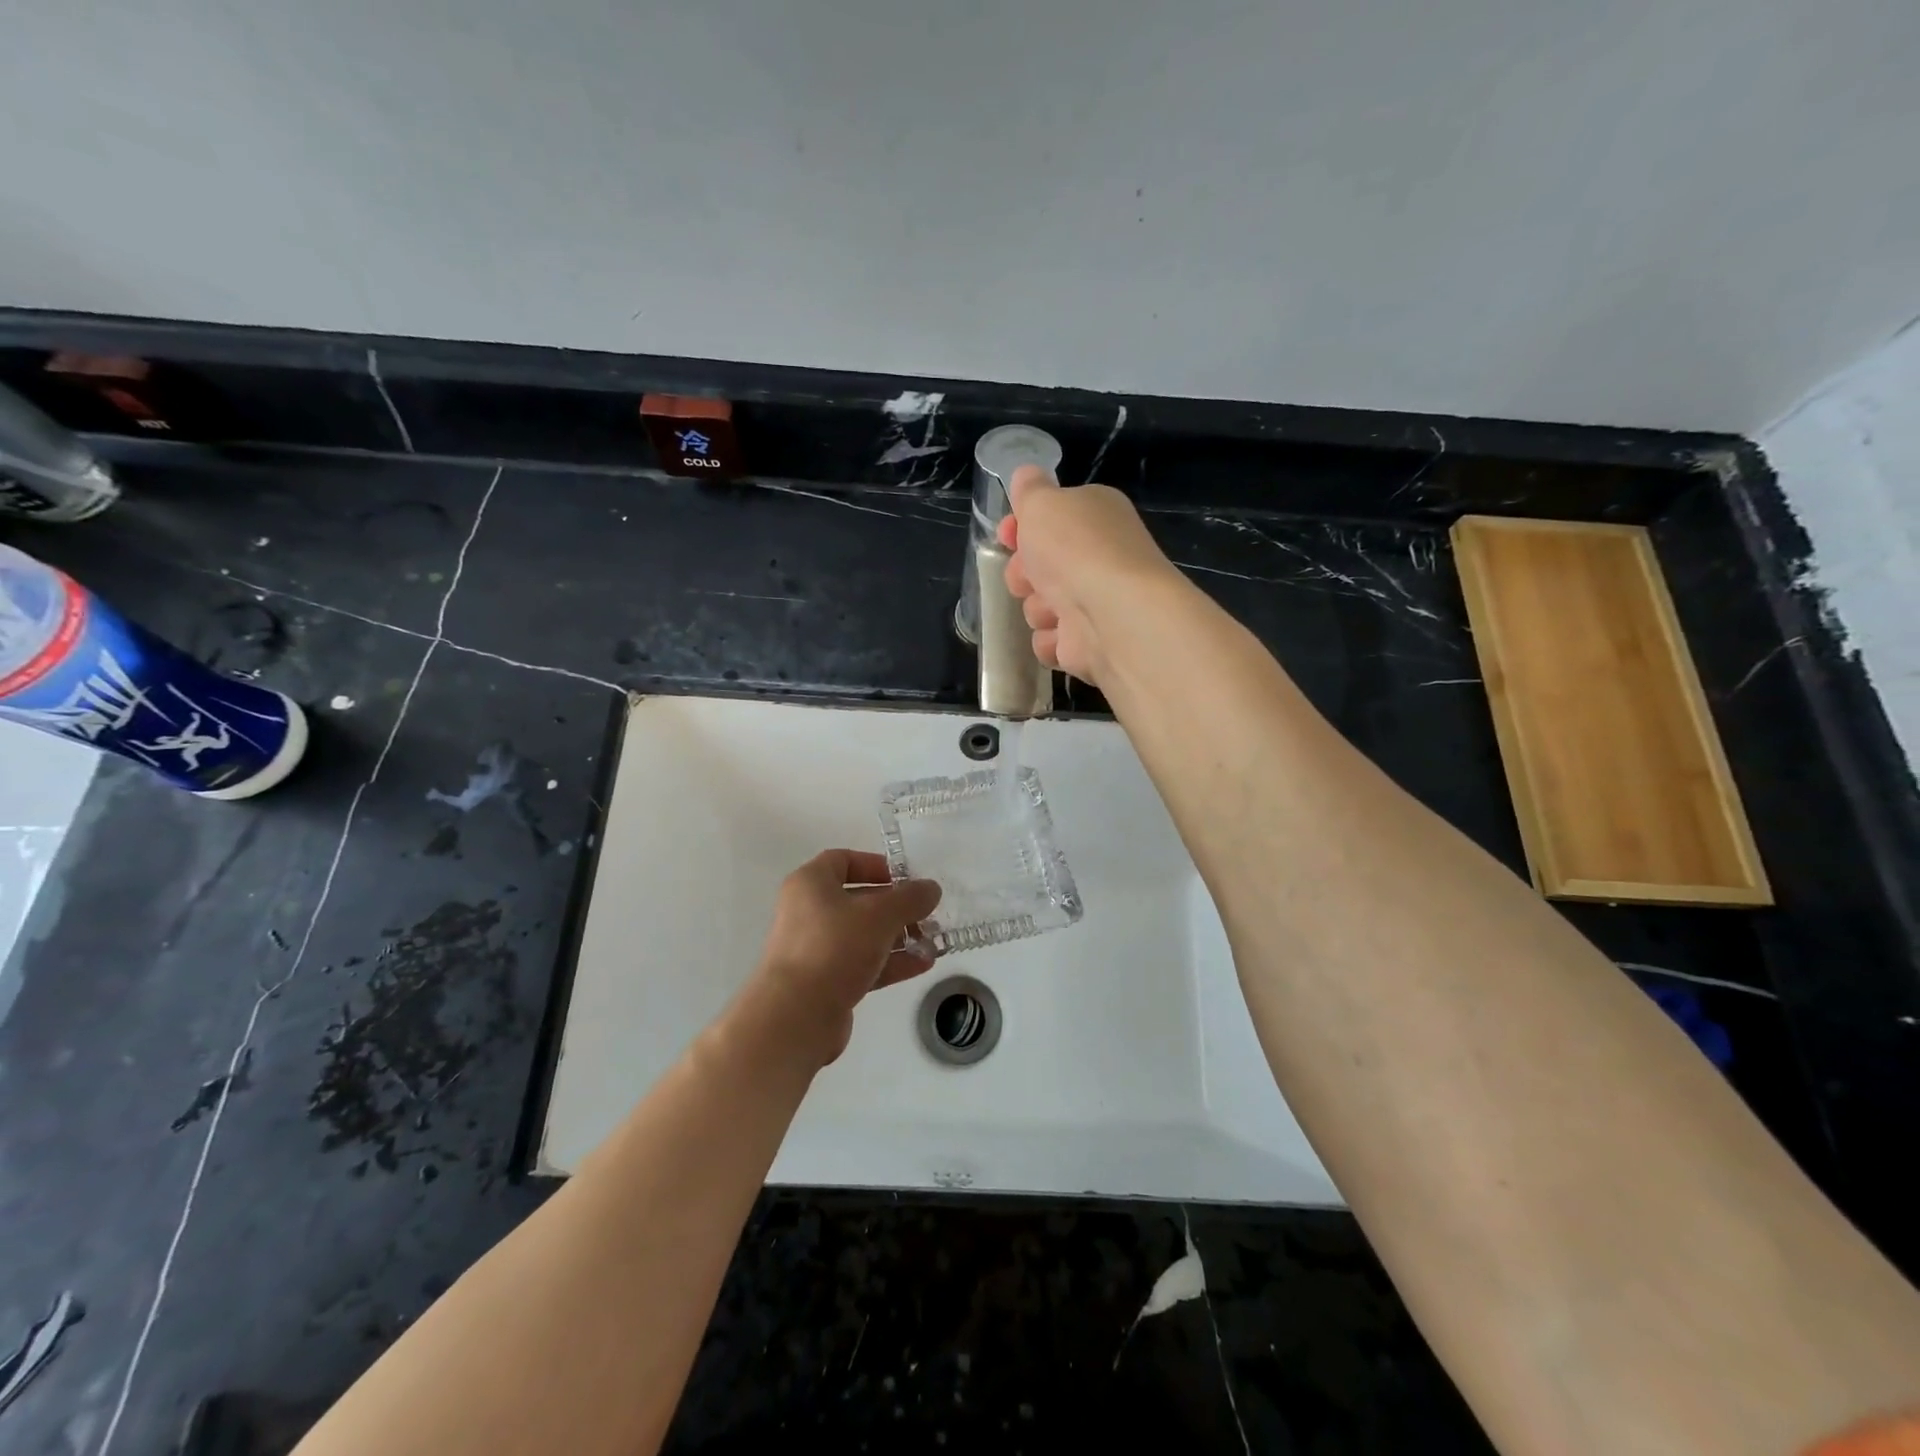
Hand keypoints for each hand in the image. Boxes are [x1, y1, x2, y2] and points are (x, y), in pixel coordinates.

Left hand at [746, 849, 941, 1065]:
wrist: (796, 1016)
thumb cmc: (834, 948)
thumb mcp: (880, 915)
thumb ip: (909, 898)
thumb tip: (931, 889)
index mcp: (810, 884)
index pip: (843, 860)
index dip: (875, 865)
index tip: (905, 878)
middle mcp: (808, 912)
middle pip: (857, 900)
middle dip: (895, 906)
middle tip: (927, 913)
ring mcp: (815, 949)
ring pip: (862, 935)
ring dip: (898, 937)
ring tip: (932, 942)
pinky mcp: (824, 982)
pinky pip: (862, 963)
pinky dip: (890, 962)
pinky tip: (922, 965)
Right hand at [998, 464, 1181, 685]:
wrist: (1112, 614)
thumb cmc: (1075, 549)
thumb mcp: (1042, 503)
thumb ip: (1030, 490)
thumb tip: (1025, 475)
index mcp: (1095, 517)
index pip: (1052, 519)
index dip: (1022, 527)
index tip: (1007, 536)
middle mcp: (1098, 558)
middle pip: (1040, 567)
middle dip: (1024, 573)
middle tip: (1027, 577)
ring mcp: (1095, 604)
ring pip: (1041, 606)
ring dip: (1037, 608)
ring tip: (1053, 609)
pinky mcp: (1088, 644)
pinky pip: (1051, 642)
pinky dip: (1051, 640)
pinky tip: (1061, 634)